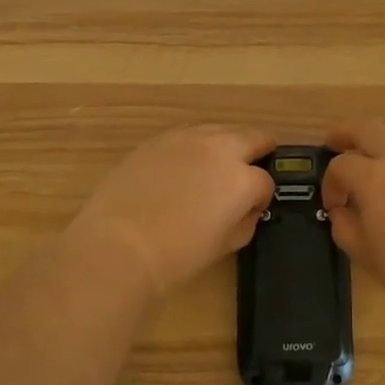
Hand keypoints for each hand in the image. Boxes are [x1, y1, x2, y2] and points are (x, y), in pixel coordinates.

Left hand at [68, 125, 276, 297]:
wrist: (119, 245)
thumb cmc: (177, 255)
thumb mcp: (225, 245)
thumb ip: (245, 220)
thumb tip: (246, 209)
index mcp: (241, 179)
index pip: (265, 181)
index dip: (261, 197)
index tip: (252, 208)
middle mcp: (219, 149)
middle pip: (251, 137)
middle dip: (258, 151)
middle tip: (254, 166)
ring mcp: (187, 139)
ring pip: (219, 129)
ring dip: (227, 143)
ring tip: (220, 163)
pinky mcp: (158, 139)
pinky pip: (188, 134)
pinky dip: (196, 145)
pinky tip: (186, 164)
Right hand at [322, 119, 384, 319]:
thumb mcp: (367, 256)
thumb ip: (345, 228)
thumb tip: (342, 212)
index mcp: (374, 176)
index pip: (340, 165)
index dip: (330, 183)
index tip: (334, 205)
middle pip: (367, 128)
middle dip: (345, 134)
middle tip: (335, 143)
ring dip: (381, 134)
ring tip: (375, 150)